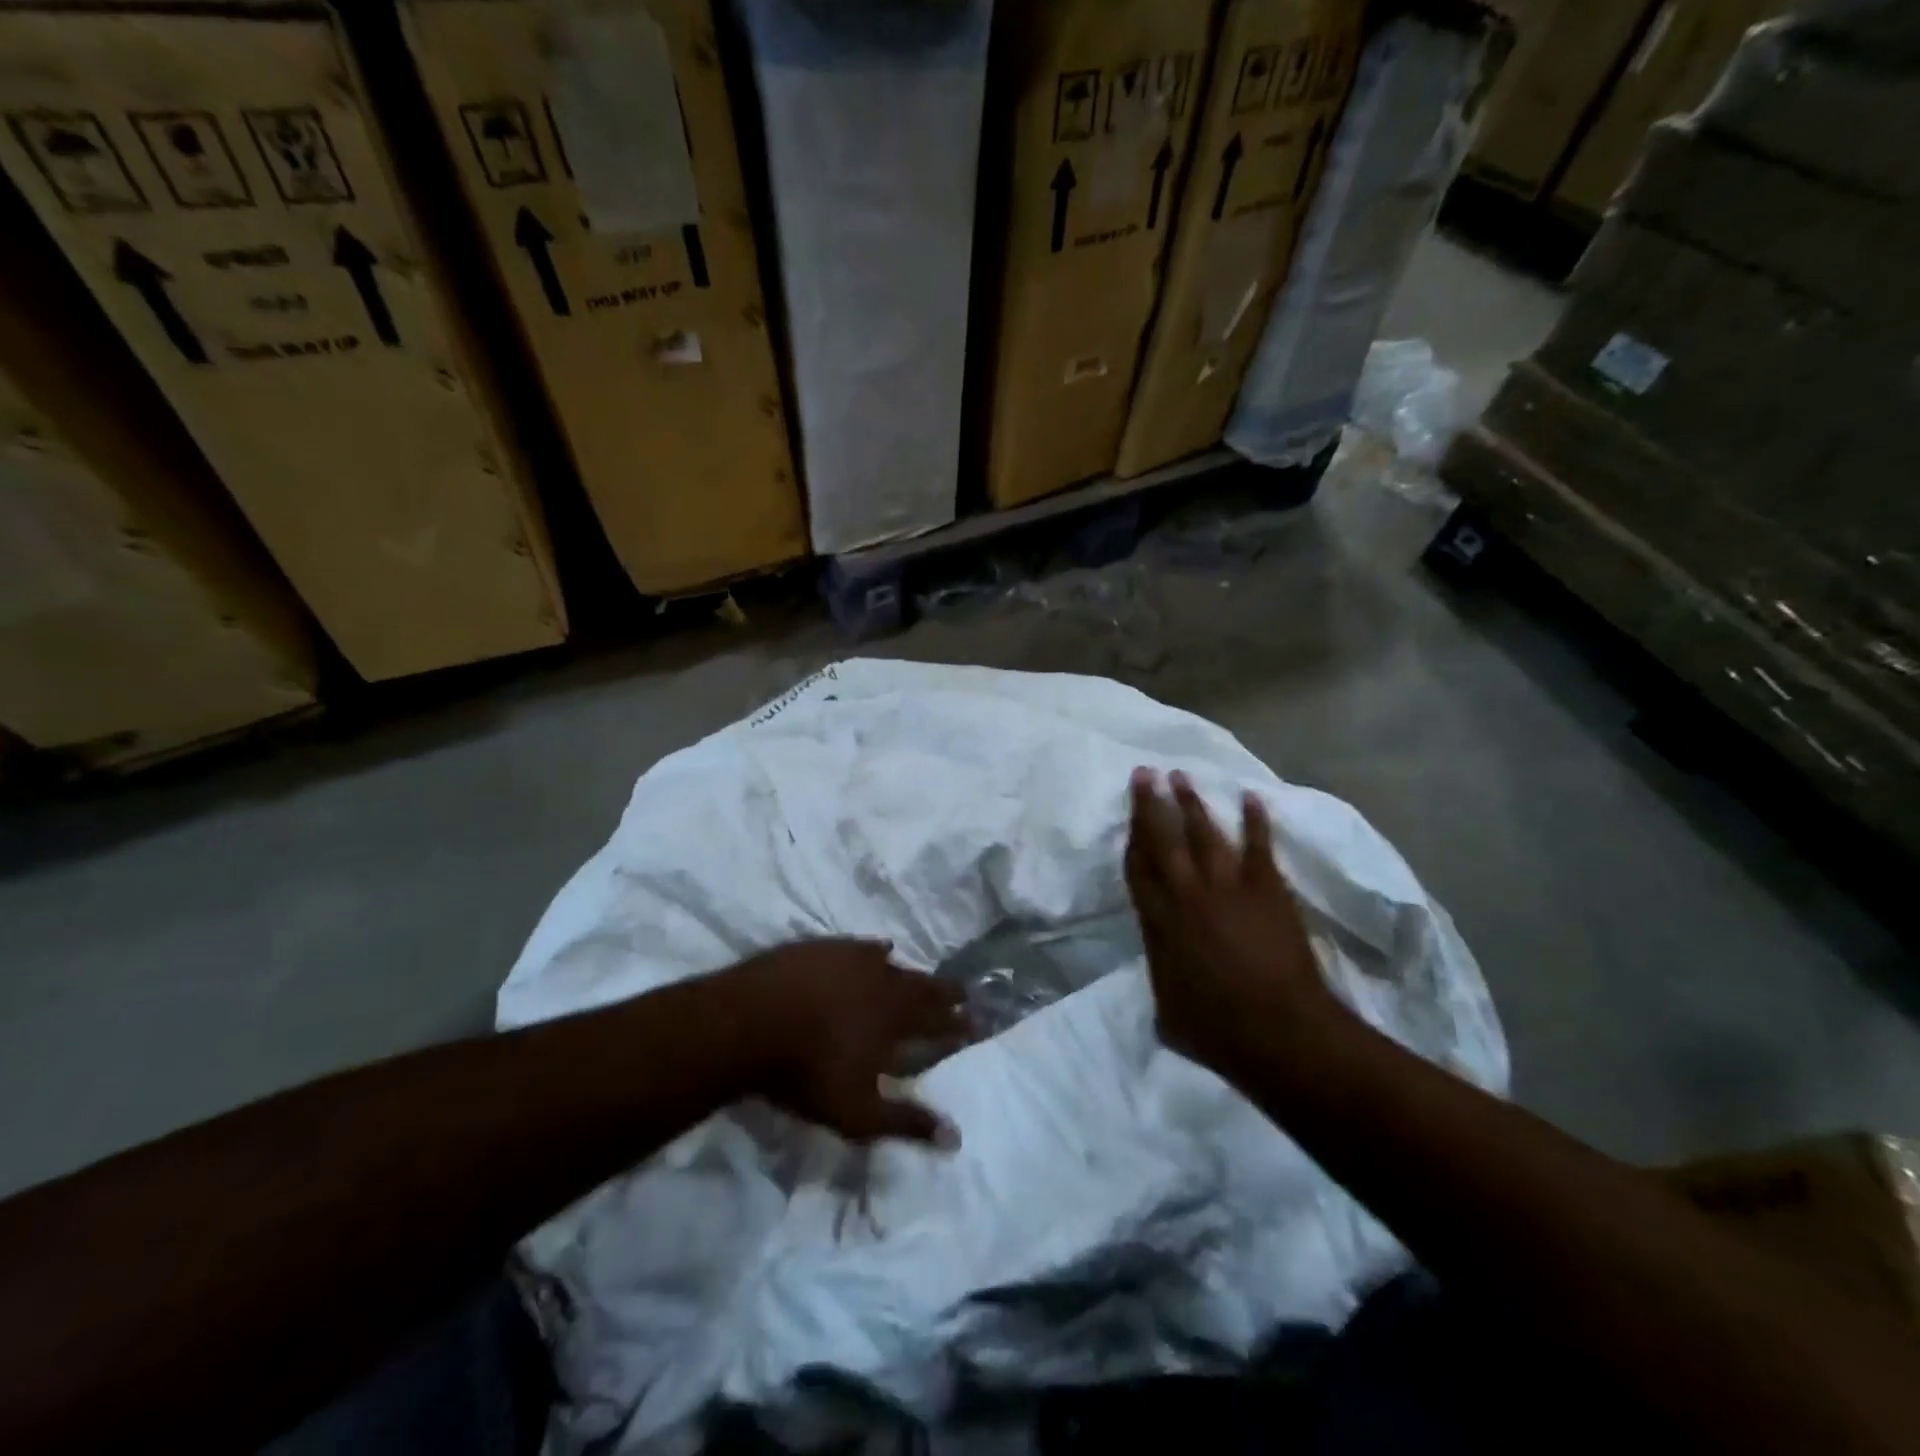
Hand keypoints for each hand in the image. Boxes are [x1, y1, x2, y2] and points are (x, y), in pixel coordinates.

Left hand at [730, 940, 967, 1147]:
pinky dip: (876, 950)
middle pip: (923, 986)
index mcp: (895, 1020)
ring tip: (922, 975)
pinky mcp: (826, 947)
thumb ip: (906, 1122)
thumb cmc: (806, 1072)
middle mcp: (883, 982)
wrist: (750, 1021)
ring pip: (895, 964)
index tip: (977, 1021)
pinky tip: (878, 949)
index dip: (959, 1024)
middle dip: (945, 992)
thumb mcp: (858, 1112)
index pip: (938, 1022)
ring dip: (911, 972)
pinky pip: (863, 946)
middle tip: (964, 990)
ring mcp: (853, 959)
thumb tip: (955, 1139)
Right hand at [1125, 768, 1341, 1075]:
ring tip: (1180, 776)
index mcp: (1158, 924)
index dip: (1131, 841)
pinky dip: (1256, 821)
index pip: (1137, 871)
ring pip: (1204, 834)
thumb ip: (1160, 979)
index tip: (1128, 816)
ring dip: (1191, 803)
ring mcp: (1227, 888)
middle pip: (1162, 840)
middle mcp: (1186, 895)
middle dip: (1151, 804)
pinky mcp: (1266, 889)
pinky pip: (1258, 846)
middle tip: (1144, 772)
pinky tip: (1251, 797)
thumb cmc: (1218, 1030)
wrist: (1278, 1031)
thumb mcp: (1167, 1013)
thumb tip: (1161, 967)